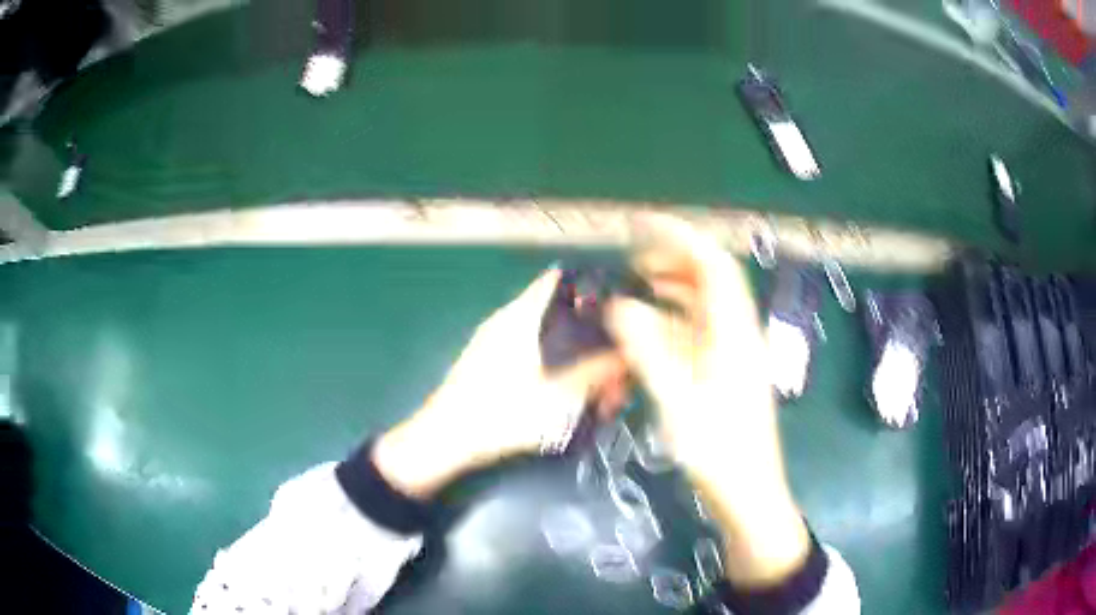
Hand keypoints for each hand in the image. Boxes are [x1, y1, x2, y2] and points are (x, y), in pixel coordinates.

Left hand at [374, 268, 628, 499]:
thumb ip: (596, 373)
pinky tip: (563, 399)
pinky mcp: (488, 364)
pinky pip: (530, 356)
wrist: (446, 439)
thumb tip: (627, 356)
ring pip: (546, 339)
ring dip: (572, 359)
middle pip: (558, 314)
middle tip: (610, 373)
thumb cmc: (502, 413)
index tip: (617, 308)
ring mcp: (493, 342)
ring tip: (592, 394)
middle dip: (589, 338)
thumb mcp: (559, 396)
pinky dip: (552, 370)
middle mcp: (506, 320)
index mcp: (521, 315)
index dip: (590, 286)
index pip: (559, 279)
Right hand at [605, 215, 810, 587]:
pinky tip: (652, 328)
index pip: (712, 265)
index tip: (643, 224)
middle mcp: (738, 333)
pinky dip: (675, 319)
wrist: (748, 491)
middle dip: (673, 259)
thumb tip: (619, 307)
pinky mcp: (728, 371)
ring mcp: (734, 353)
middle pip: (711, 279)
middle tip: (634, 257)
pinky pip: (701, 331)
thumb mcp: (677, 401)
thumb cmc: (718, 451)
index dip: (680, 237)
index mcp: (733, 333)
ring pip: (705, 305)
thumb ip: (648, 351)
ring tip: (638, 284)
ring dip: (673, 288)